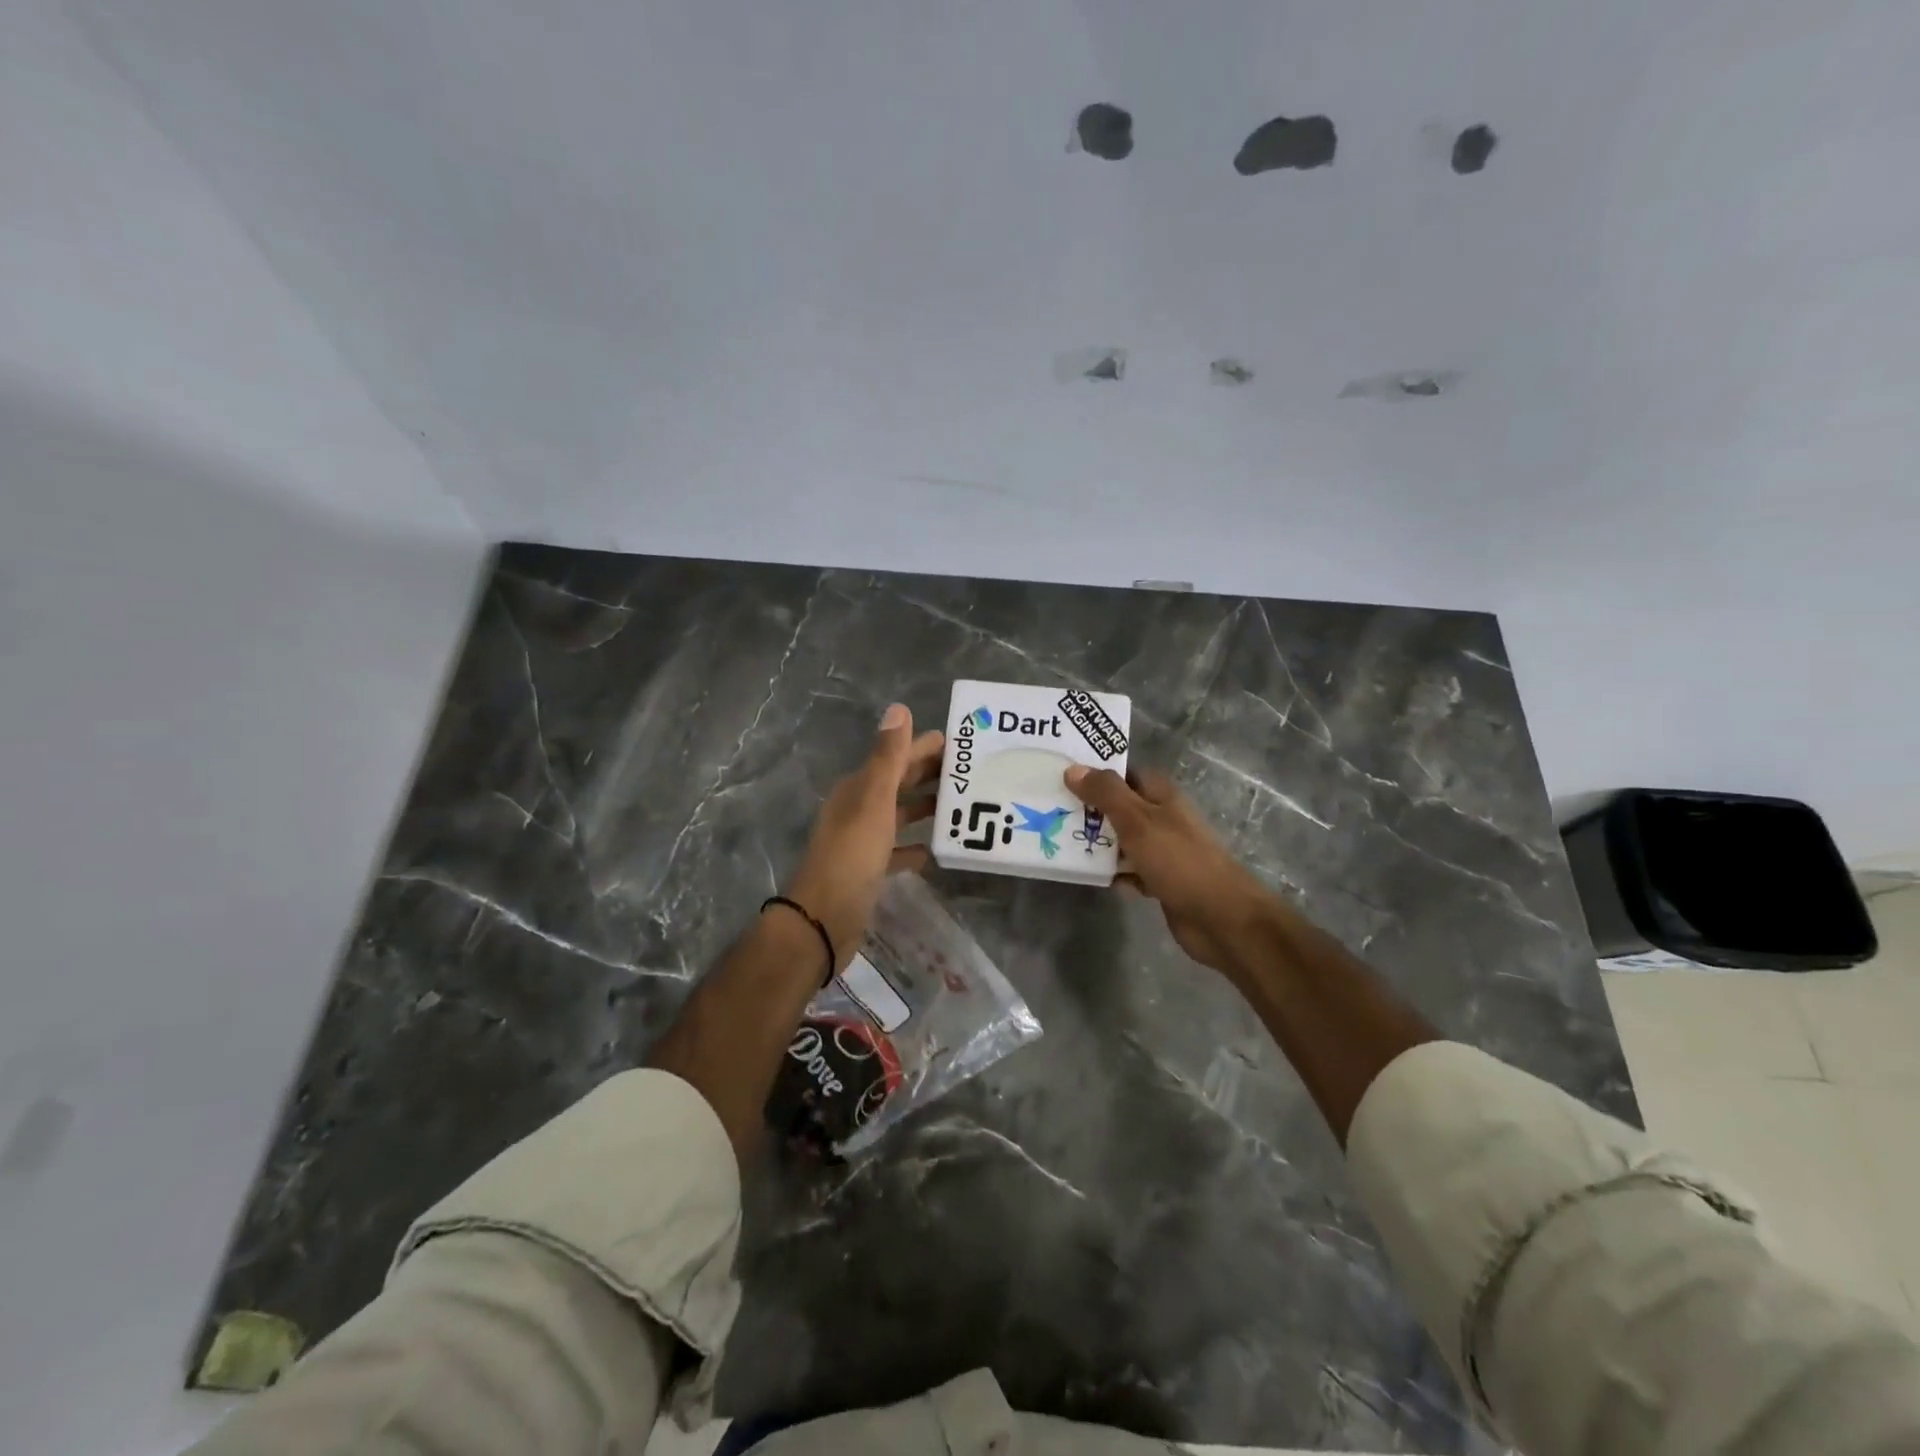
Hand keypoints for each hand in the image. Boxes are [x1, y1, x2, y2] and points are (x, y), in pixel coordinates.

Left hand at [784, 704, 942, 972]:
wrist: (825, 917)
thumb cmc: (853, 854)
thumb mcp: (874, 800)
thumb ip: (888, 757)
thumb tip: (899, 708)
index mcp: (858, 788)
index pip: (896, 757)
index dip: (924, 747)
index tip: (962, 744)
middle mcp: (858, 808)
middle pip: (898, 784)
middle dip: (930, 774)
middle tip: (970, 771)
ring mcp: (863, 840)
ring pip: (899, 815)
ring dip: (925, 808)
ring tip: (961, 806)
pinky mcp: (869, 869)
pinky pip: (898, 850)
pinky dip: (916, 845)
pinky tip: (937, 849)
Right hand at [1065, 763, 1273, 973]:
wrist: (1219, 917)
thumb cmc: (1178, 860)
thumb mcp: (1137, 821)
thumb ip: (1106, 794)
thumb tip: (1073, 769)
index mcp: (1161, 795)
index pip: (1123, 774)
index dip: (1095, 773)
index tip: (1060, 775)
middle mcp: (1162, 817)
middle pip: (1119, 806)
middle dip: (1089, 809)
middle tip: (1050, 810)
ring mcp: (1162, 850)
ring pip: (1122, 839)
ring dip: (1098, 842)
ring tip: (1058, 841)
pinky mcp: (1160, 880)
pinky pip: (1129, 869)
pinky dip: (1112, 871)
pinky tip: (1089, 875)